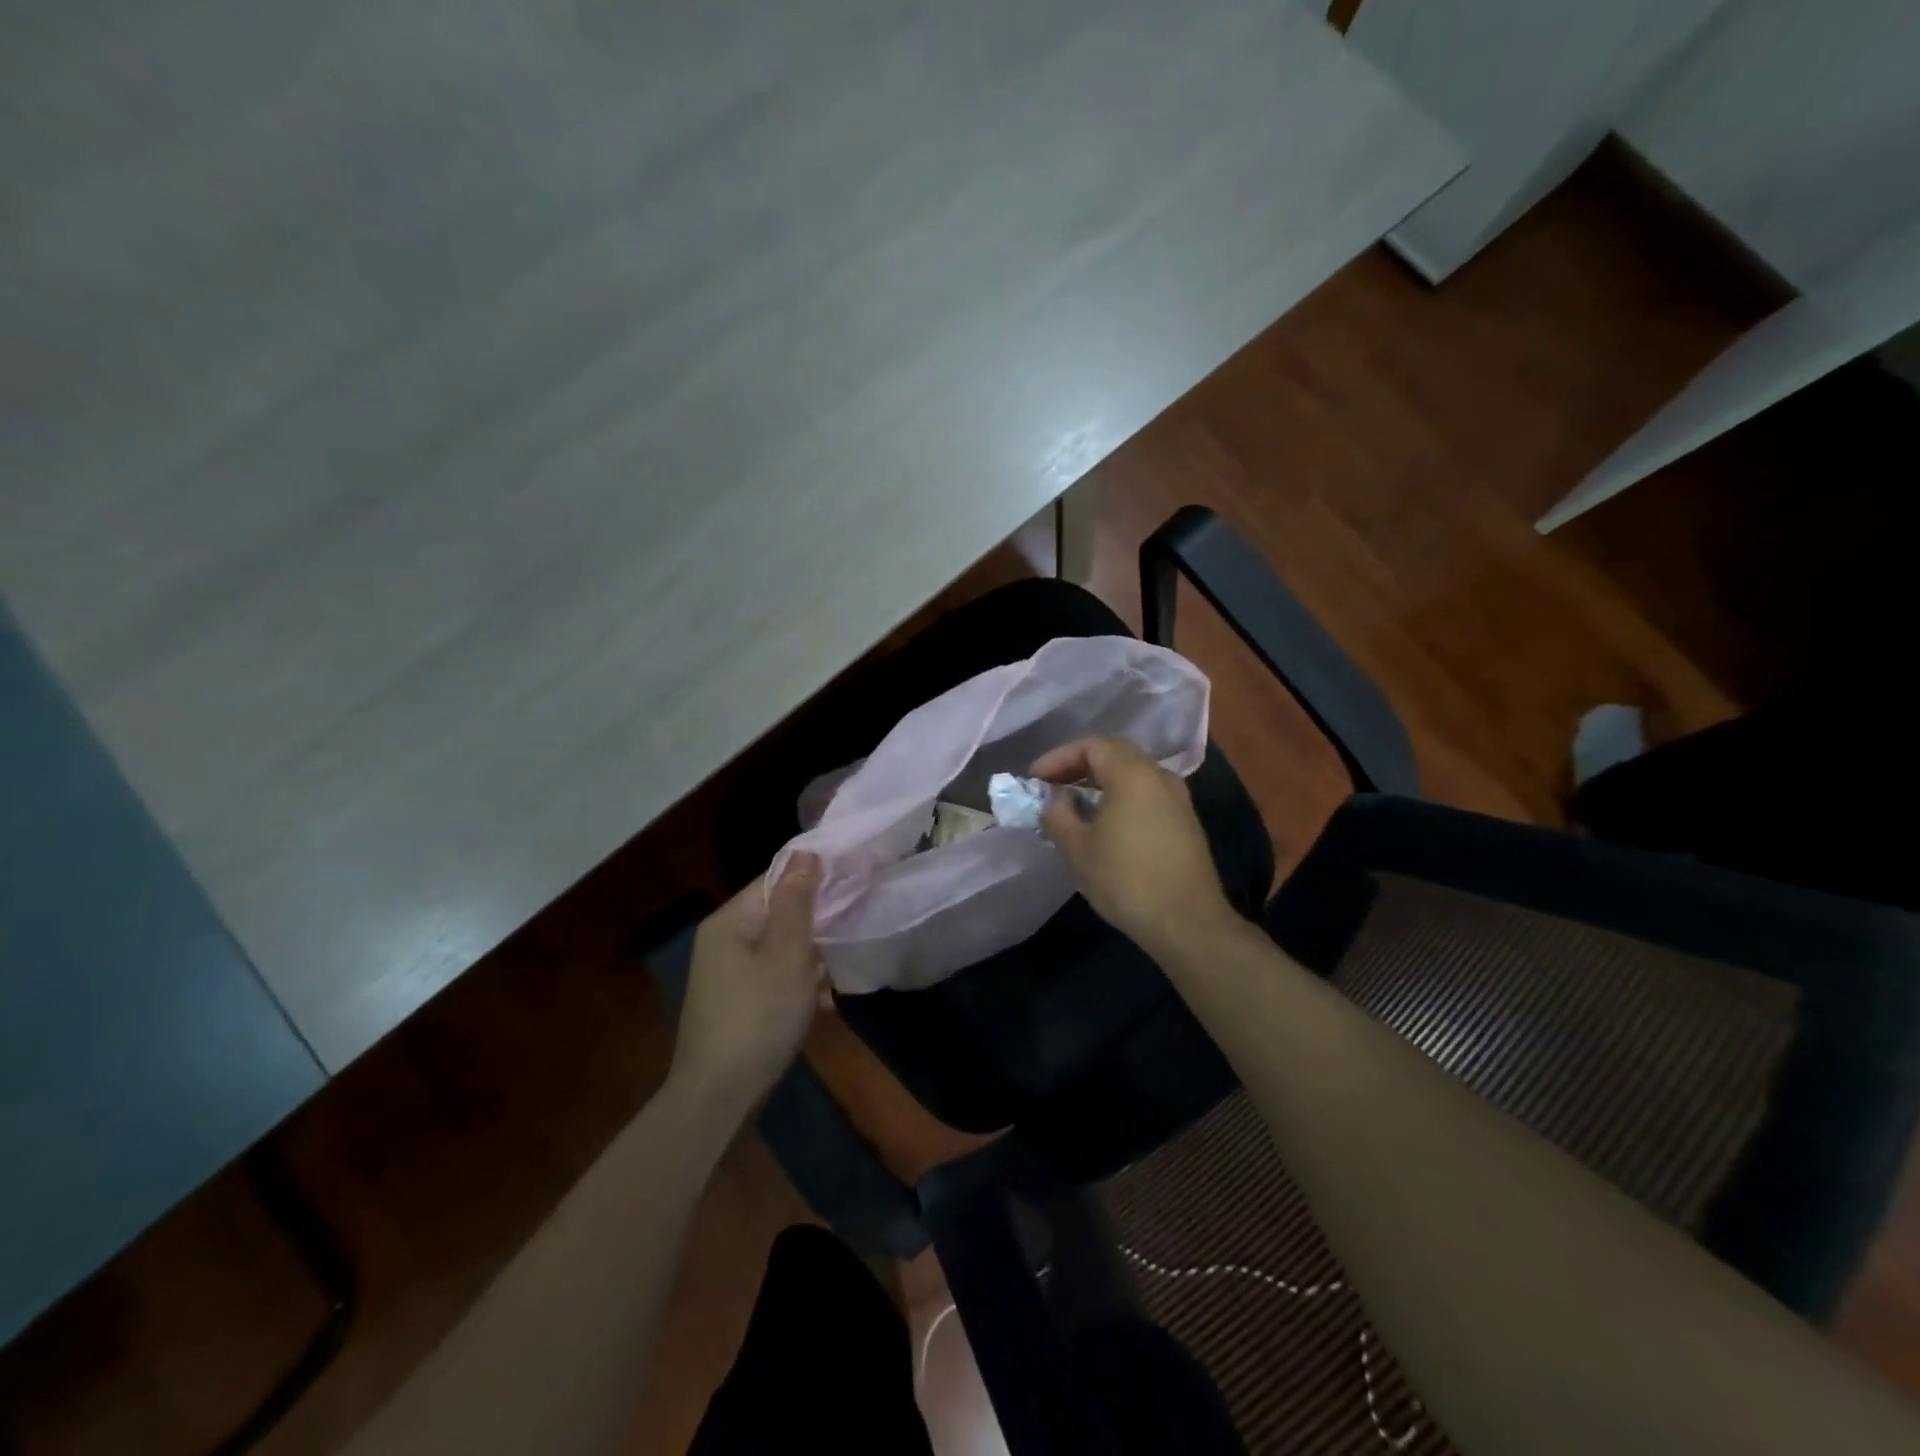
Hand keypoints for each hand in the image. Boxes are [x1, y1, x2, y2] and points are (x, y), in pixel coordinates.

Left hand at [668, 854, 824, 1123]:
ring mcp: (728, 974)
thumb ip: (798, 902)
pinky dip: (799, 987)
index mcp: (730, 921)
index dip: (815, 877)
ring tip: (833, 984)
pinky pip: (775, 978)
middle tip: (850, 937)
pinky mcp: (737, 1002)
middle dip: (818, 927)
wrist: (717, 1098)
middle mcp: (724, 940)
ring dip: (812, 962)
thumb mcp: (787, 955)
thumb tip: (806, 852)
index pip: (777, 879)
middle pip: (781, 914)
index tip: (854, 881)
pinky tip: (822, 1008)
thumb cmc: (757, 1017)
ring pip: (782, 948)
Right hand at [1032, 736, 1235, 956]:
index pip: (1092, 745)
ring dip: (1100, 783)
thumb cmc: (1127, 880)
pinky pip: (1146, 794)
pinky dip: (1120, 797)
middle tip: (1052, 786)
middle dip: (1079, 766)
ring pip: (1133, 775)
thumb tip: (1057, 800)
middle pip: (1115, 754)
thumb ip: (1058, 815)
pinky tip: (1104, 824)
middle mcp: (1159, 777)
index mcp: (1133, 774)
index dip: (1059, 757)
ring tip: (1073, 805)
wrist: (1188, 923)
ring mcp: (1178, 799)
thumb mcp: (1078, 848)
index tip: (1035, 778)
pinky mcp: (1185, 822)